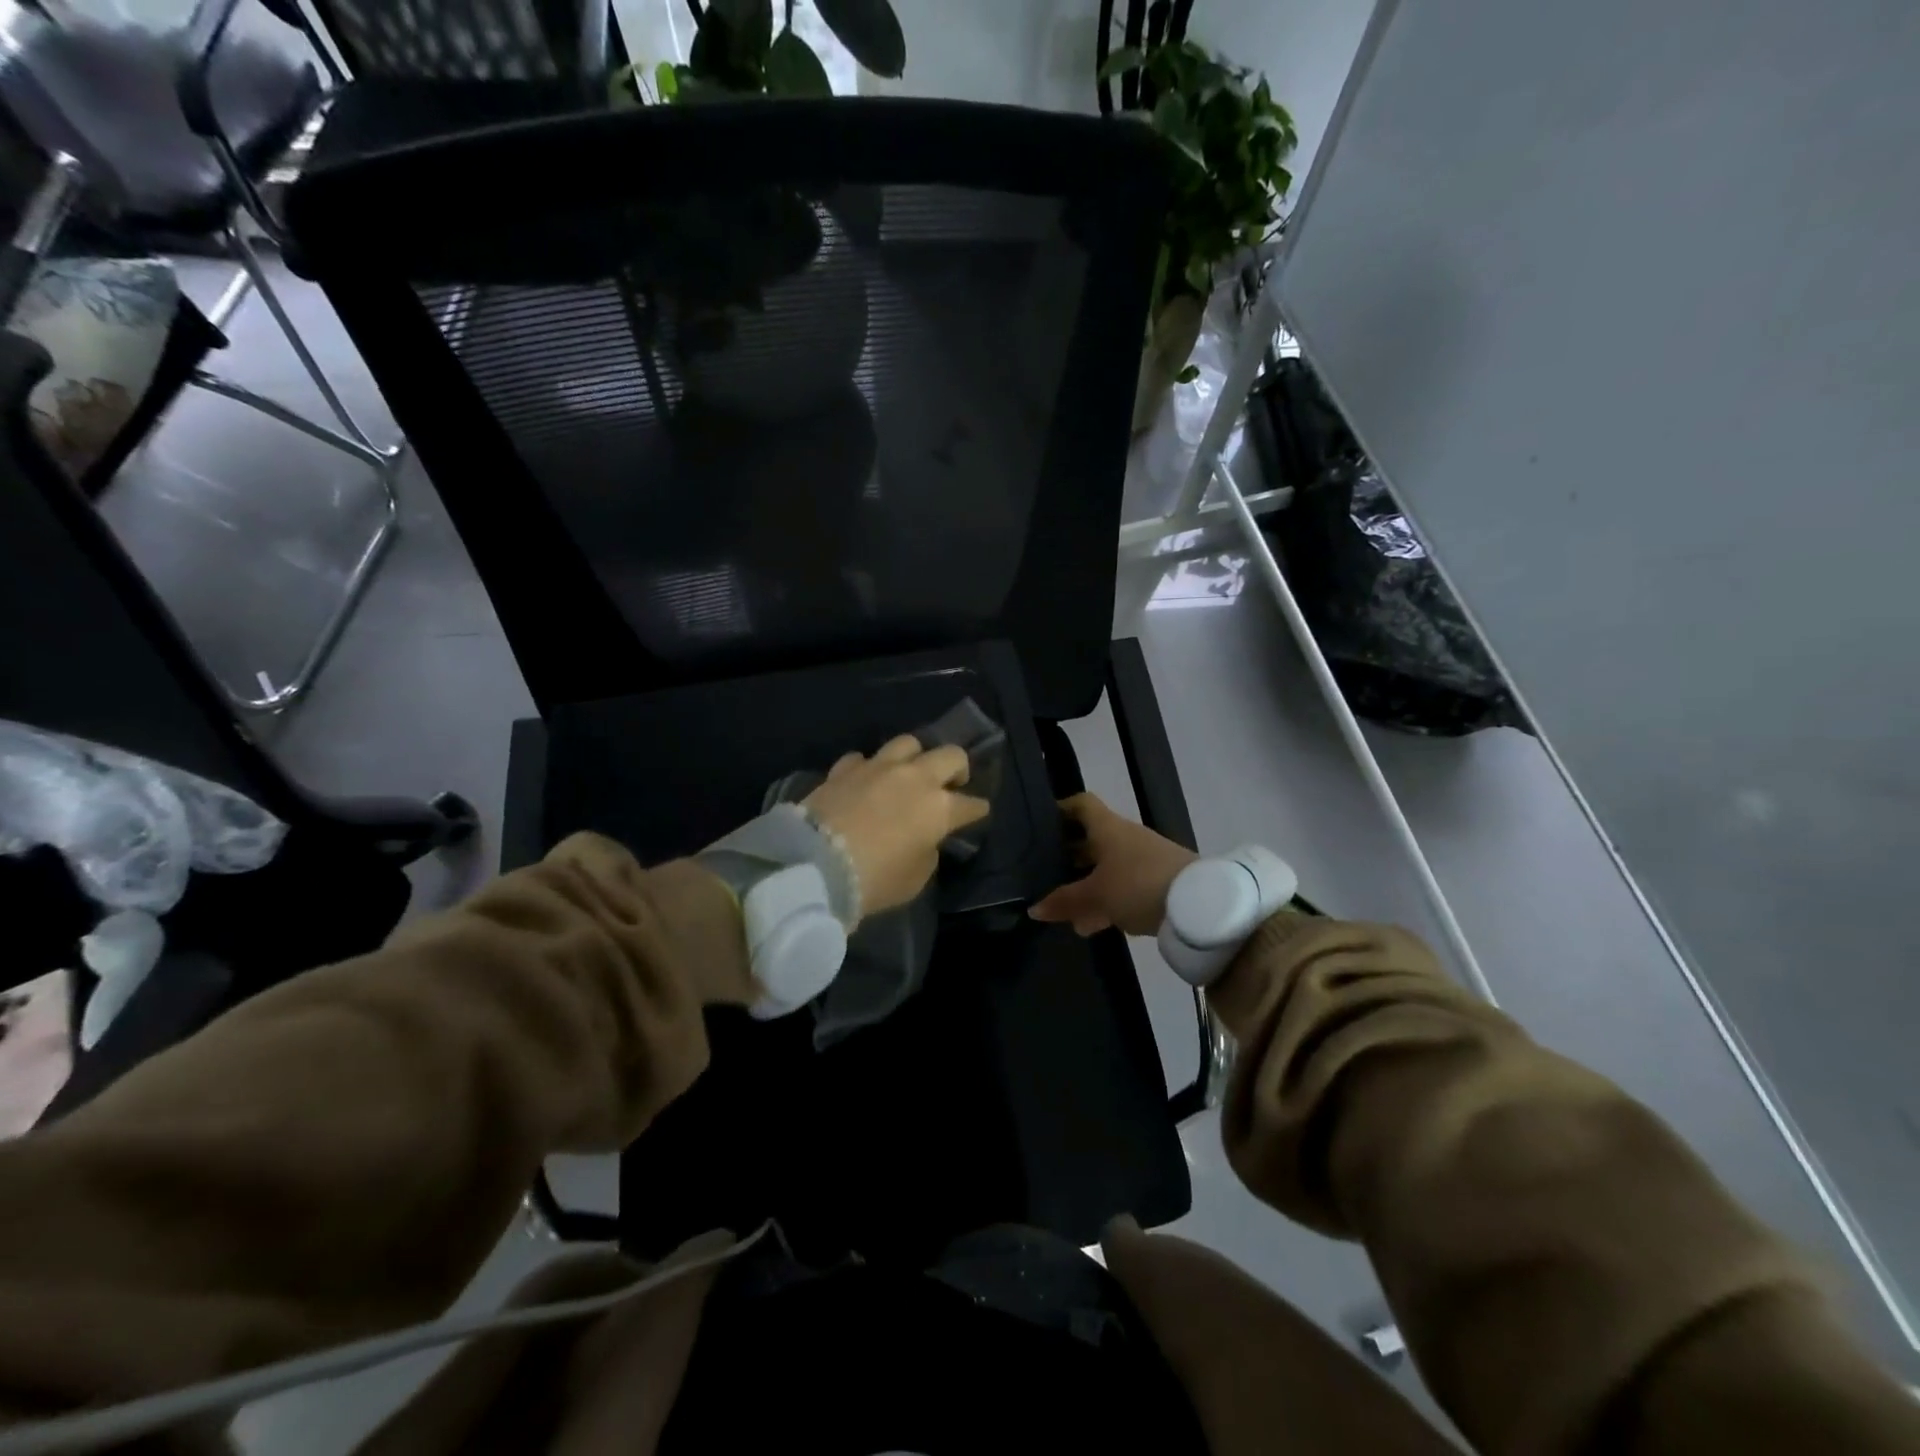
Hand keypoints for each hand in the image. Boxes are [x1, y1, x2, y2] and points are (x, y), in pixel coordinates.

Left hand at [803, 735, 989, 919]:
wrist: (815, 865)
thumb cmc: (874, 880)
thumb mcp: (915, 879)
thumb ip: (927, 852)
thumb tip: (924, 839)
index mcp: (939, 808)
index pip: (971, 804)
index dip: (977, 809)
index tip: (978, 812)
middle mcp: (914, 778)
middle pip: (950, 755)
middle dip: (958, 768)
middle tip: (952, 782)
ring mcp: (878, 767)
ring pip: (908, 743)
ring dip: (914, 757)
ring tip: (908, 772)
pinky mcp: (844, 768)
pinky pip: (863, 758)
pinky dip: (868, 768)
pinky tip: (864, 781)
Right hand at [1028, 793, 1197, 936]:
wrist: (1199, 905)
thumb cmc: (1138, 885)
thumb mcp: (1095, 895)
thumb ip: (1064, 901)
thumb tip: (1033, 908)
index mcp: (1108, 828)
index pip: (1081, 804)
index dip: (1060, 809)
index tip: (1040, 824)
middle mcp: (1125, 837)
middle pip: (1091, 839)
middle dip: (1068, 856)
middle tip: (1043, 872)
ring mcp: (1144, 860)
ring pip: (1107, 868)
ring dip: (1086, 885)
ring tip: (1065, 911)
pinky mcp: (1158, 883)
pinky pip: (1123, 888)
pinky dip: (1106, 902)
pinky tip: (1092, 925)